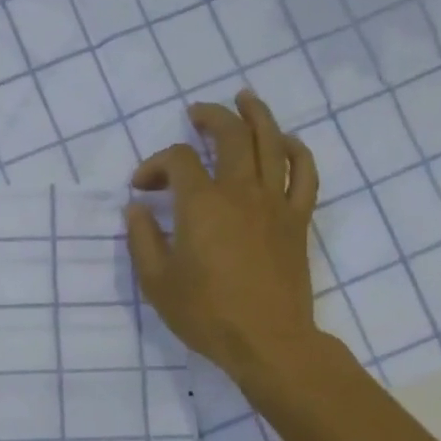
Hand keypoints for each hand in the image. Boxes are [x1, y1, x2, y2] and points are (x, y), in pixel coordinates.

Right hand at [124, 92, 327, 391]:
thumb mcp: (156, 281)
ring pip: (271, 143)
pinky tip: (286, 142)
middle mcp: (239, 191)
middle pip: (230, 135)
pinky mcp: (297, 219)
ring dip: (257, 115)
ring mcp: (274, 202)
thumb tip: (136, 208)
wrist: (267, 341)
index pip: (176, 161)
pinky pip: (304, 173)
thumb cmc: (205, 313)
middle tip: (196, 112)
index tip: (141, 188)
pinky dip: (296, 151)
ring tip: (245, 99)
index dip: (154, 165)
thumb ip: (142, 239)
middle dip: (210, 117)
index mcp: (201, 204)